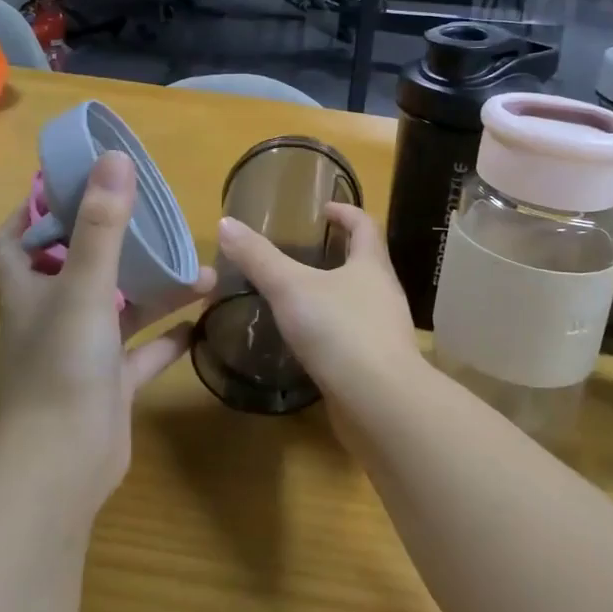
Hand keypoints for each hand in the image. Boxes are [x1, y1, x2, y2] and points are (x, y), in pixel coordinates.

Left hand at [0, 151, 214, 510]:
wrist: (61, 466)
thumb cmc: (61, 367)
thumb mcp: (85, 286)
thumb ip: (102, 224)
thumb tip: (115, 158)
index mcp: (30, 291)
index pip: (14, 242)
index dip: (31, 213)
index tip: (66, 186)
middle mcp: (51, 318)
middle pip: (74, 269)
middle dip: (108, 242)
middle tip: (148, 217)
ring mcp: (81, 353)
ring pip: (119, 308)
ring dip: (154, 288)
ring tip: (199, 268)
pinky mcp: (110, 385)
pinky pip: (143, 352)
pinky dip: (169, 336)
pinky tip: (201, 318)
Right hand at [214, 204, 419, 402]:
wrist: (380, 402)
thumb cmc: (339, 330)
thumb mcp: (290, 288)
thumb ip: (259, 258)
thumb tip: (226, 223)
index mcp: (371, 265)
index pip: (365, 225)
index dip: (346, 212)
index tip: (324, 210)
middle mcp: (385, 293)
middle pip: (367, 262)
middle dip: (340, 254)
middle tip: (306, 253)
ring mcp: (386, 330)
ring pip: (361, 301)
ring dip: (337, 294)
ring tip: (302, 297)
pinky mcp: (379, 364)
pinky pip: (356, 336)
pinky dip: (335, 331)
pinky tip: (311, 343)